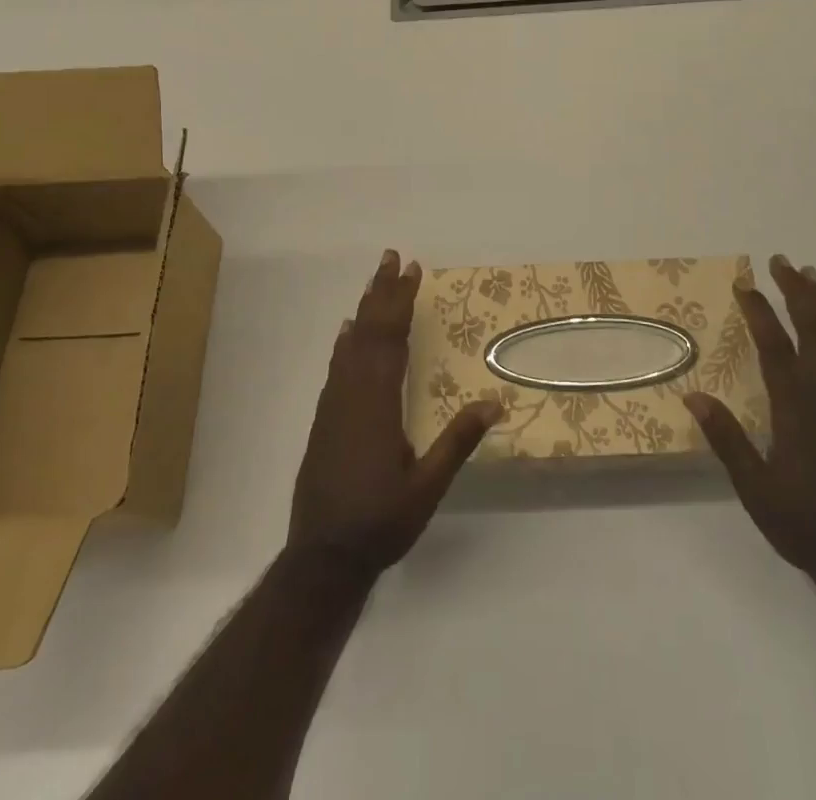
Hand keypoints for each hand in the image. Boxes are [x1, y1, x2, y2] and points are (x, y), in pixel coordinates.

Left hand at [287, 249, 502, 581]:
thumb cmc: (379, 522)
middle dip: (381, 292)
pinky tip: (347, 333)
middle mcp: (352, 392)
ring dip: (364, 309)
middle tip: (391, 257)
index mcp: (377, 401)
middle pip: (367, 330)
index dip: (401, 301)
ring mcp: (334, 404)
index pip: (391, 337)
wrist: (321, 558)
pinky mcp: (325, 419)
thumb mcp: (427, 487)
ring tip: (374, 282)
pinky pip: (337, 365)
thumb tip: (495, 401)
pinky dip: (345, 342)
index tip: (412, 269)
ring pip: (349, 344)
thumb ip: (458, 441)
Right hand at [684, 254, 815, 600]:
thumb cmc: (804, 524)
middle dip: (795, 292)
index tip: (744, 284)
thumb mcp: (754, 488)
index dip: (759, 311)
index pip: (775, 346)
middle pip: (812, 330)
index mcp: (795, 408)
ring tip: (811, 274)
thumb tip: (694, 394)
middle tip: (780, 262)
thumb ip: (727, 439)